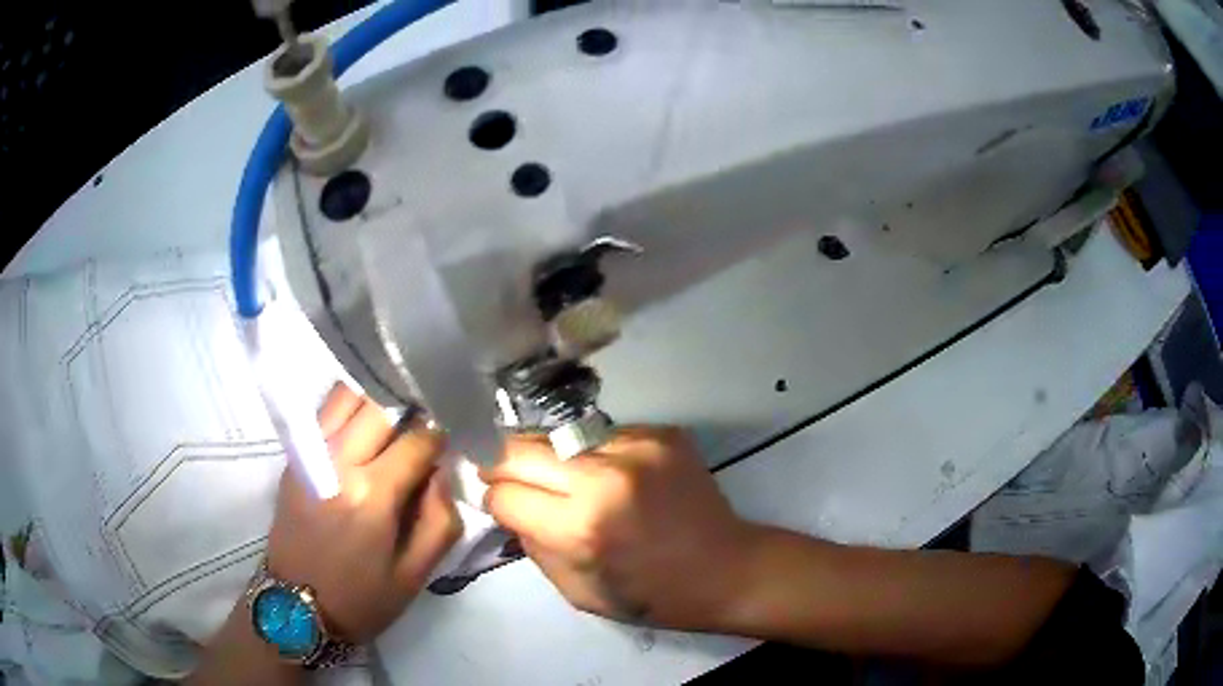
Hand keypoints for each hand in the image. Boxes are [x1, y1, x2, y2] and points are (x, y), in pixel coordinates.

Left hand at [266, 384, 461, 642]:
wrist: (295, 608)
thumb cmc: (361, 599)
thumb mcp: (416, 574)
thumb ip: (441, 520)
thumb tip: (441, 471)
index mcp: (372, 495)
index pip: (418, 440)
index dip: (441, 435)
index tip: (451, 440)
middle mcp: (338, 462)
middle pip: (380, 406)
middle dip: (410, 409)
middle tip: (426, 425)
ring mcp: (310, 454)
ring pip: (347, 396)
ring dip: (376, 400)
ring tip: (395, 419)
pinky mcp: (294, 457)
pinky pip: (324, 412)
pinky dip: (348, 407)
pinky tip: (363, 425)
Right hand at [482, 427, 758, 630]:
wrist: (727, 569)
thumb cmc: (653, 595)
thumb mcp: (578, 591)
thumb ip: (533, 546)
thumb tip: (508, 507)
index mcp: (582, 527)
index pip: (504, 494)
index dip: (495, 501)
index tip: (501, 504)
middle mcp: (605, 477)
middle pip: (519, 450)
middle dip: (504, 466)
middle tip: (507, 480)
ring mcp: (636, 447)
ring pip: (559, 438)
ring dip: (552, 460)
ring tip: (569, 483)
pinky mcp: (661, 432)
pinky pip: (602, 436)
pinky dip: (594, 456)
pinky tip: (615, 478)